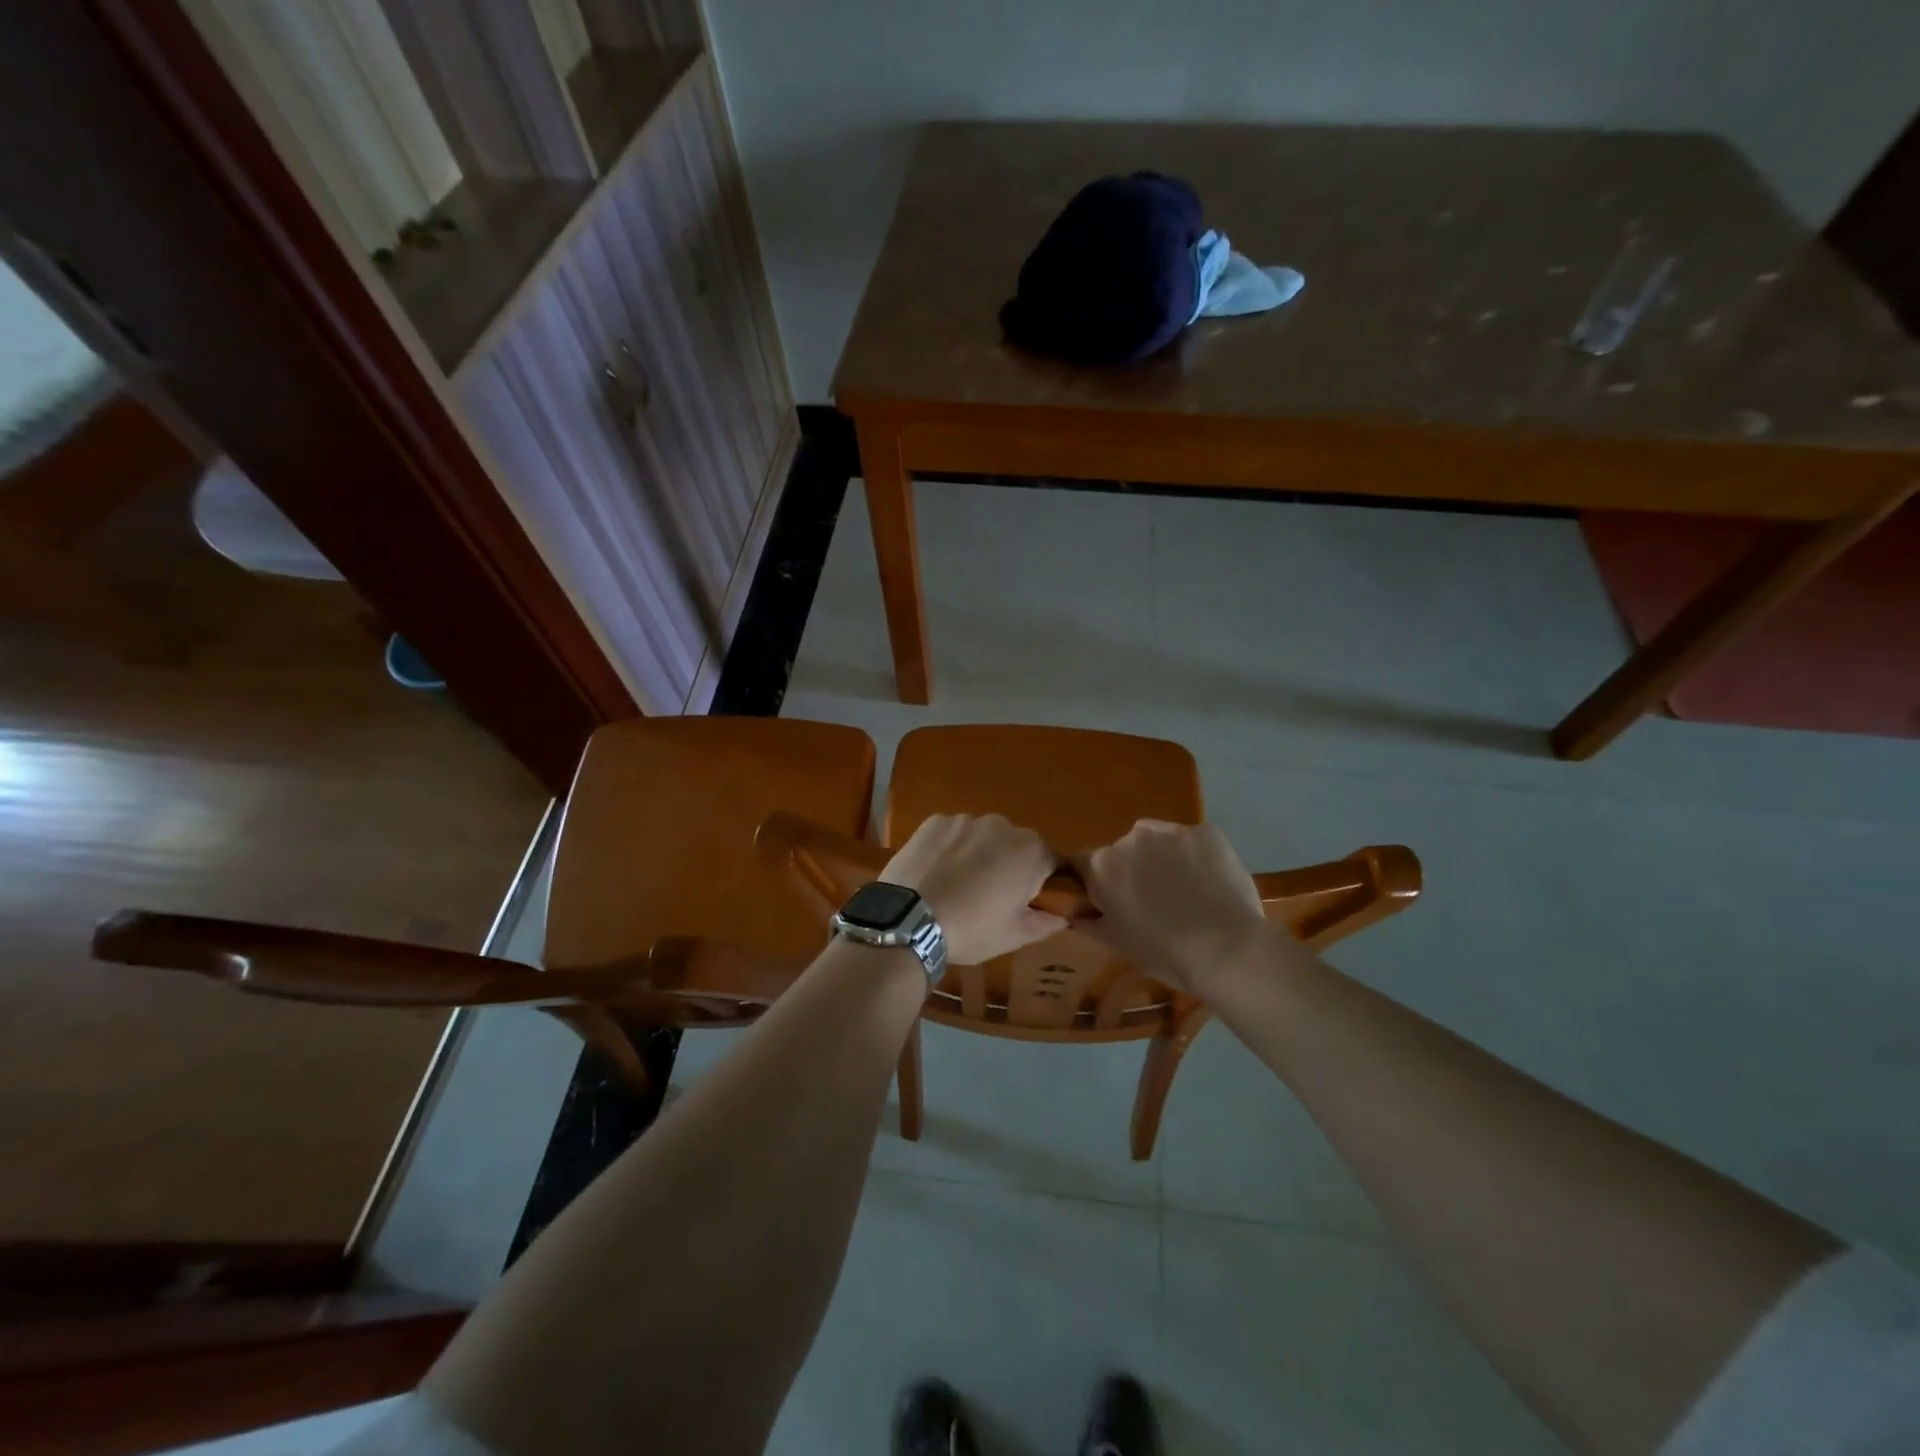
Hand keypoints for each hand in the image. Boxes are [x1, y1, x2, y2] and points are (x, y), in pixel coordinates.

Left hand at [882, 814, 1067, 964]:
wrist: (908, 920)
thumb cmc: (972, 929)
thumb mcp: (1015, 936)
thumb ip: (1046, 922)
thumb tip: (1063, 917)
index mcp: (1031, 851)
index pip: (1052, 862)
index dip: (1042, 883)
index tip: (1027, 903)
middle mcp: (1003, 825)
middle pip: (1016, 845)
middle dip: (1010, 865)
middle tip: (991, 897)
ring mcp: (966, 819)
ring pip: (983, 836)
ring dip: (980, 854)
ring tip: (959, 884)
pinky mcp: (935, 821)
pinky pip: (954, 833)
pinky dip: (951, 847)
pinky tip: (938, 872)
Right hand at [1076, 820, 1276, 995]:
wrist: (1226, 950)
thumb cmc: (1163, 952)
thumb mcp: (1118, 944)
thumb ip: (1090, 923)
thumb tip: (1074, 914)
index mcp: (1103, 865)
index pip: (1087, 864)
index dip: (1101, 882)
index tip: (1116, 902)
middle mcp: (1131, 838)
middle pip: (1126, 850)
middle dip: (1136, 869)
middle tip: (1156, 902)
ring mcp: (1171, 831)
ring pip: (1160, 841)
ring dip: (1165, 858)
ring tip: (1188, 891)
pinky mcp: (1206, 832)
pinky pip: (1194, 842)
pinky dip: (1198, 857)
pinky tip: (1212, 884)